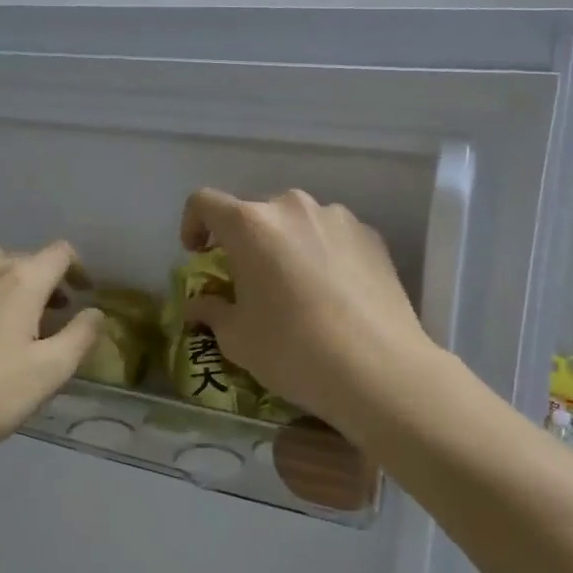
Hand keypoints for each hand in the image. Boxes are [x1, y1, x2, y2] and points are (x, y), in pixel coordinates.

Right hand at [178, 188, 439, 431]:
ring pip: (297, 223)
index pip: (205, 202)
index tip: (198, 255)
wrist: (378, 369)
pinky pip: (332, 236)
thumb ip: (210, 311)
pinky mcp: (371, 236)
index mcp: (250, 225)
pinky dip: (322, 254)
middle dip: (244, 241)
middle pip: (255, 213)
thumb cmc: (293, 350)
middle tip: (249, 281)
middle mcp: (293, 207)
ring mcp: (337, 218)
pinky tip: (332, 295)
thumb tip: (198, 305)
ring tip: (296, 289)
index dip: (193, 224)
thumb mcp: (237, 338)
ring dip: (285, 246)